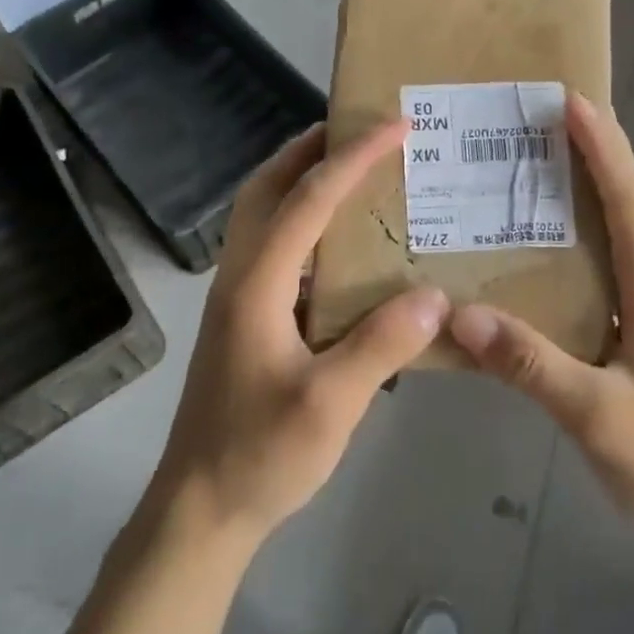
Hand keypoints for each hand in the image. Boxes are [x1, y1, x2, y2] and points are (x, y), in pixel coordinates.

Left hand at [146, 119, 448, 548]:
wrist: (198, 508)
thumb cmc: (259, 455)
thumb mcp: (329, 405)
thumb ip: (381, 345)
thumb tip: (435, 295)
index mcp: (256, 283)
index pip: (307, 199)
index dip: (353, 156)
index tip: (395, 125)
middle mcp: (240, 275)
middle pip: (267, 187)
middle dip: (310, 147)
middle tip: (361, 128)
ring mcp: (237, 295)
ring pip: (263, 213)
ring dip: (302, 177)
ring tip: (354, 168)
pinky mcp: (245, 316)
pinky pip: (274, 245)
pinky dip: (303, 219)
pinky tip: (341, 242)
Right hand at [448, 93, 633, 565]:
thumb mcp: (596, 416)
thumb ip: (530, 363)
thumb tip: (459, 313)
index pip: (631, 203)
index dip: (604, 149)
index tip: (573, 102)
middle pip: (628, 209)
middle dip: (595, 159)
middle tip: (545, 125)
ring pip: (619, 242)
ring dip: (588, 201)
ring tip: (537, 176)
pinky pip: (607, 278)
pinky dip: (580, 252)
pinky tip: (543, 261)